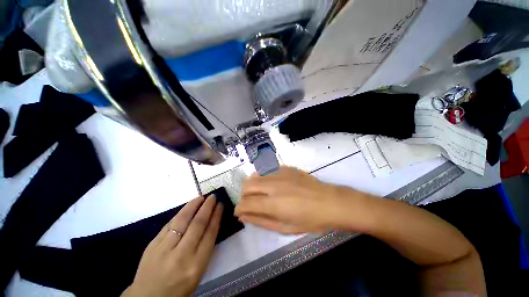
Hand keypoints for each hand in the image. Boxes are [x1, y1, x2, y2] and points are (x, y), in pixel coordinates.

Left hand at [122, 195, 222, 296]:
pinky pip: (169, 225)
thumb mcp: (198, 271)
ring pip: (182, 221)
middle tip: (213, 197)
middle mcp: (181, 255)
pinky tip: (186, 208)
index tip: (221, 205)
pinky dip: (180, 214)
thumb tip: (211, 223)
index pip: (210, 234)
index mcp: (196, 264)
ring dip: (193, 206)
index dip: (216, 216)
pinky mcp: (152, 245)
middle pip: (198, 224)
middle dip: (207, 207)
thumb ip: (205, 248)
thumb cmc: (179, 287)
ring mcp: (164, 249)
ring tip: (201, 197)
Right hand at [235, 167, 368, 233]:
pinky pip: (268, 171)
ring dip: (253, 186)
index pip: (245, 203)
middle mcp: (273, 185)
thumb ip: (262, 221)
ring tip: (263, 193)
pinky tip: (275, 185)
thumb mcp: (286, 228)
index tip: (240, 212)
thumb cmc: (310, 220)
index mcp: (273, 203)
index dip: (239, 209)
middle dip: (244, 195)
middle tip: (252, 203)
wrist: (329, 201)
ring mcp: (280, 174)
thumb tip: (244, 216)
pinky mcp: (286, 168)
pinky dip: (265, 179)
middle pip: (246, 185)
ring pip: (255, 176)